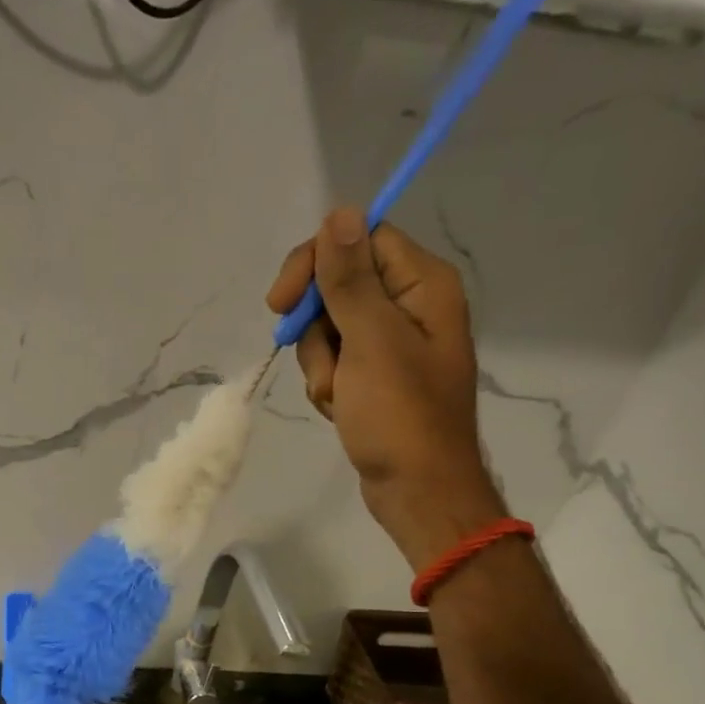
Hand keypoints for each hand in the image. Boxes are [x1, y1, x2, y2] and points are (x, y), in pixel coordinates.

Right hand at [268, 209, 507, 566]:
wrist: (416, 490)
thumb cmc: (400, 415)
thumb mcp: (371, 341)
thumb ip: (350, 278)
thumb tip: (339, 213)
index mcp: (422, 285)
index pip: (361, 241)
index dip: (317, 265)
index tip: (282, 302)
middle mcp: (410, 306)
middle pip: (339, 287)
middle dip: (318, 330)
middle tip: (324, 366)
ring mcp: (391, 345)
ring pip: (329, 330)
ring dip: (321, 365)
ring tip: (339, 398)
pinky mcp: (374, 378)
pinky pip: (334, 363)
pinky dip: (328, 385)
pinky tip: (341, 410)